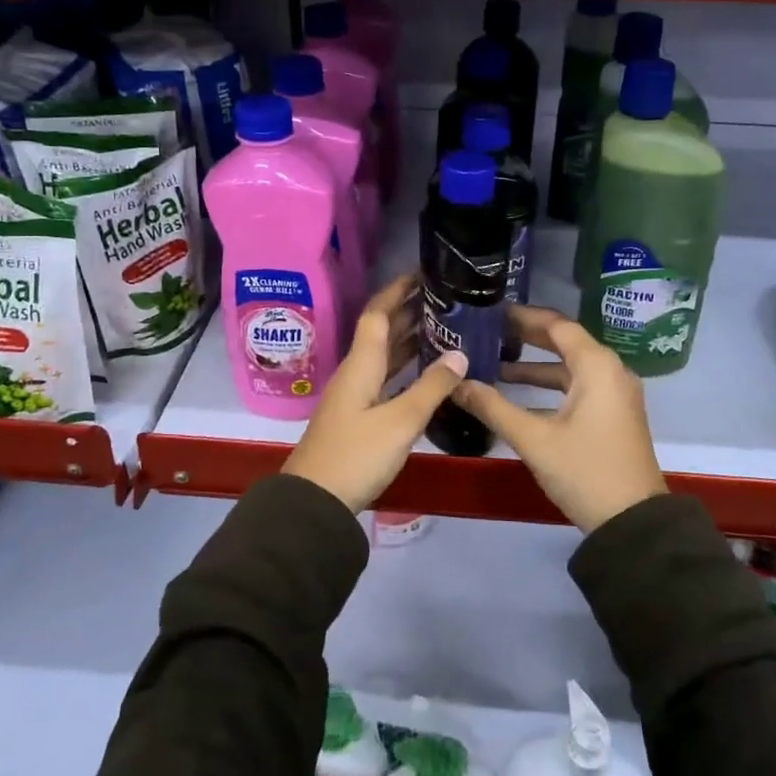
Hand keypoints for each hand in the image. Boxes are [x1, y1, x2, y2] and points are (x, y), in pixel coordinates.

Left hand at [282, 274, 468, 512]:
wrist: (314, 501)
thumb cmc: (357, 455)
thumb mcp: (401, 421)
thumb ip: (432, 387)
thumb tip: (461, 353)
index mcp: (361, 364)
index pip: (377, 314)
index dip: (397, 291)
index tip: (421, 274)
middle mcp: (356, 372)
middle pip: (381, 332)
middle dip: (408, 312)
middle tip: (444, 299)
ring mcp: (355, 395)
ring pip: (383, 356)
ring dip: (408, 339)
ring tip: (442, 327)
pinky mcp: (357, 416)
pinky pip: (385, 377)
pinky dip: (405, 367)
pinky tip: (425, 372)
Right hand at [450, 304, 665, 532]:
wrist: (633, 523)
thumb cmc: (584, 471)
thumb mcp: (534, 439)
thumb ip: (492, 407)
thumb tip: (455, 384)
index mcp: (596, 366)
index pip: (556, 325)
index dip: (523, 316)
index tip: (490, 312)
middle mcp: (610, 371)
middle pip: (564, 342)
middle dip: (526, 337)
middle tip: (488, 331)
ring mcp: (614, 394)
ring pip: (569, 367)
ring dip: (535, 365)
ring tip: (494, 363)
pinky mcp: (613, 415)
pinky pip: (577, 387)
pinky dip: (548, 387)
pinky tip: (517, 397)